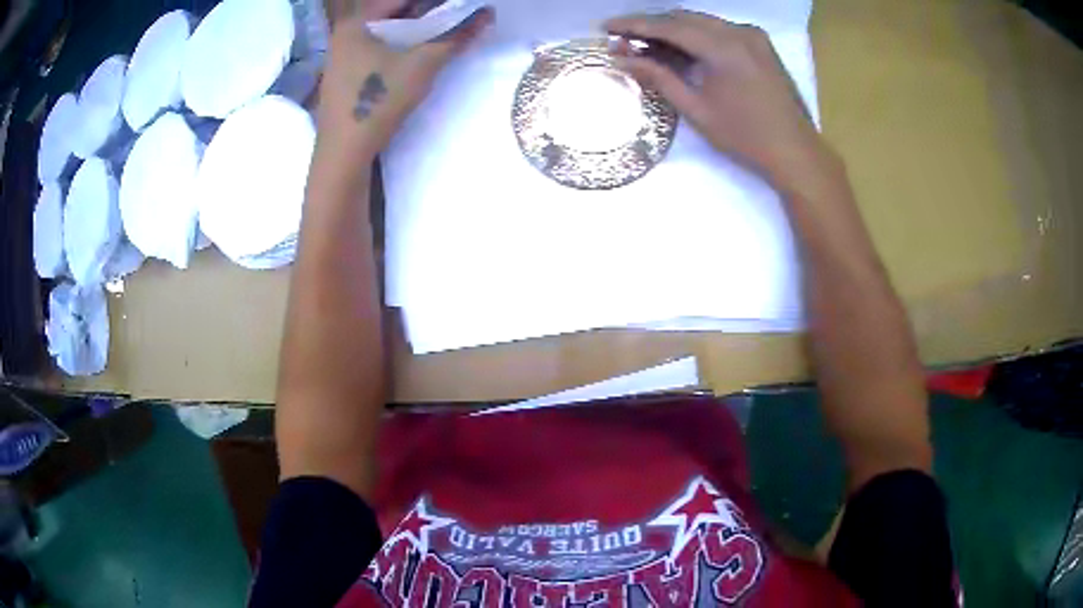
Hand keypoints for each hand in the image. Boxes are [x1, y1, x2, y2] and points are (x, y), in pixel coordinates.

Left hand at [316, 1, 493, 158]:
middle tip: (452, 17)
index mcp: (356, 22)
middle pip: (390, 13)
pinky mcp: (341, 77)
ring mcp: (338, 57)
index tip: (456, 6)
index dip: (432, 2)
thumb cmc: (378, 100)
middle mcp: (343, 34)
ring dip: (410, 30)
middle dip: (423, 13)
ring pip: (382, 33)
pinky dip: (395, 46)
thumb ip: (455, 37)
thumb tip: (487, 14)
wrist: (343, 153)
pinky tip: (411, 57)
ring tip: (438, 34)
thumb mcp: (422, 65)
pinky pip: (373, 50)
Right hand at [605, 10, 836, 189]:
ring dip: (673, 30)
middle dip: (651, 25)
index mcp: (723, 47)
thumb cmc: (745, 137)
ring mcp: (752, 36)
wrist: (795, 152)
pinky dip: (696, 35)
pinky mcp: (760, 44)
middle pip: (684, 17)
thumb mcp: (697, 109)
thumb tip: (622, 60)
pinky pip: (719, 30)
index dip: (634, 24)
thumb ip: (659, 78)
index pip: (668, 26)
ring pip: (702, 21)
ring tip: (647, 45)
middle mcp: (738, 31)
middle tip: (623, 39)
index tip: (606, 27)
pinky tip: (682, 49)